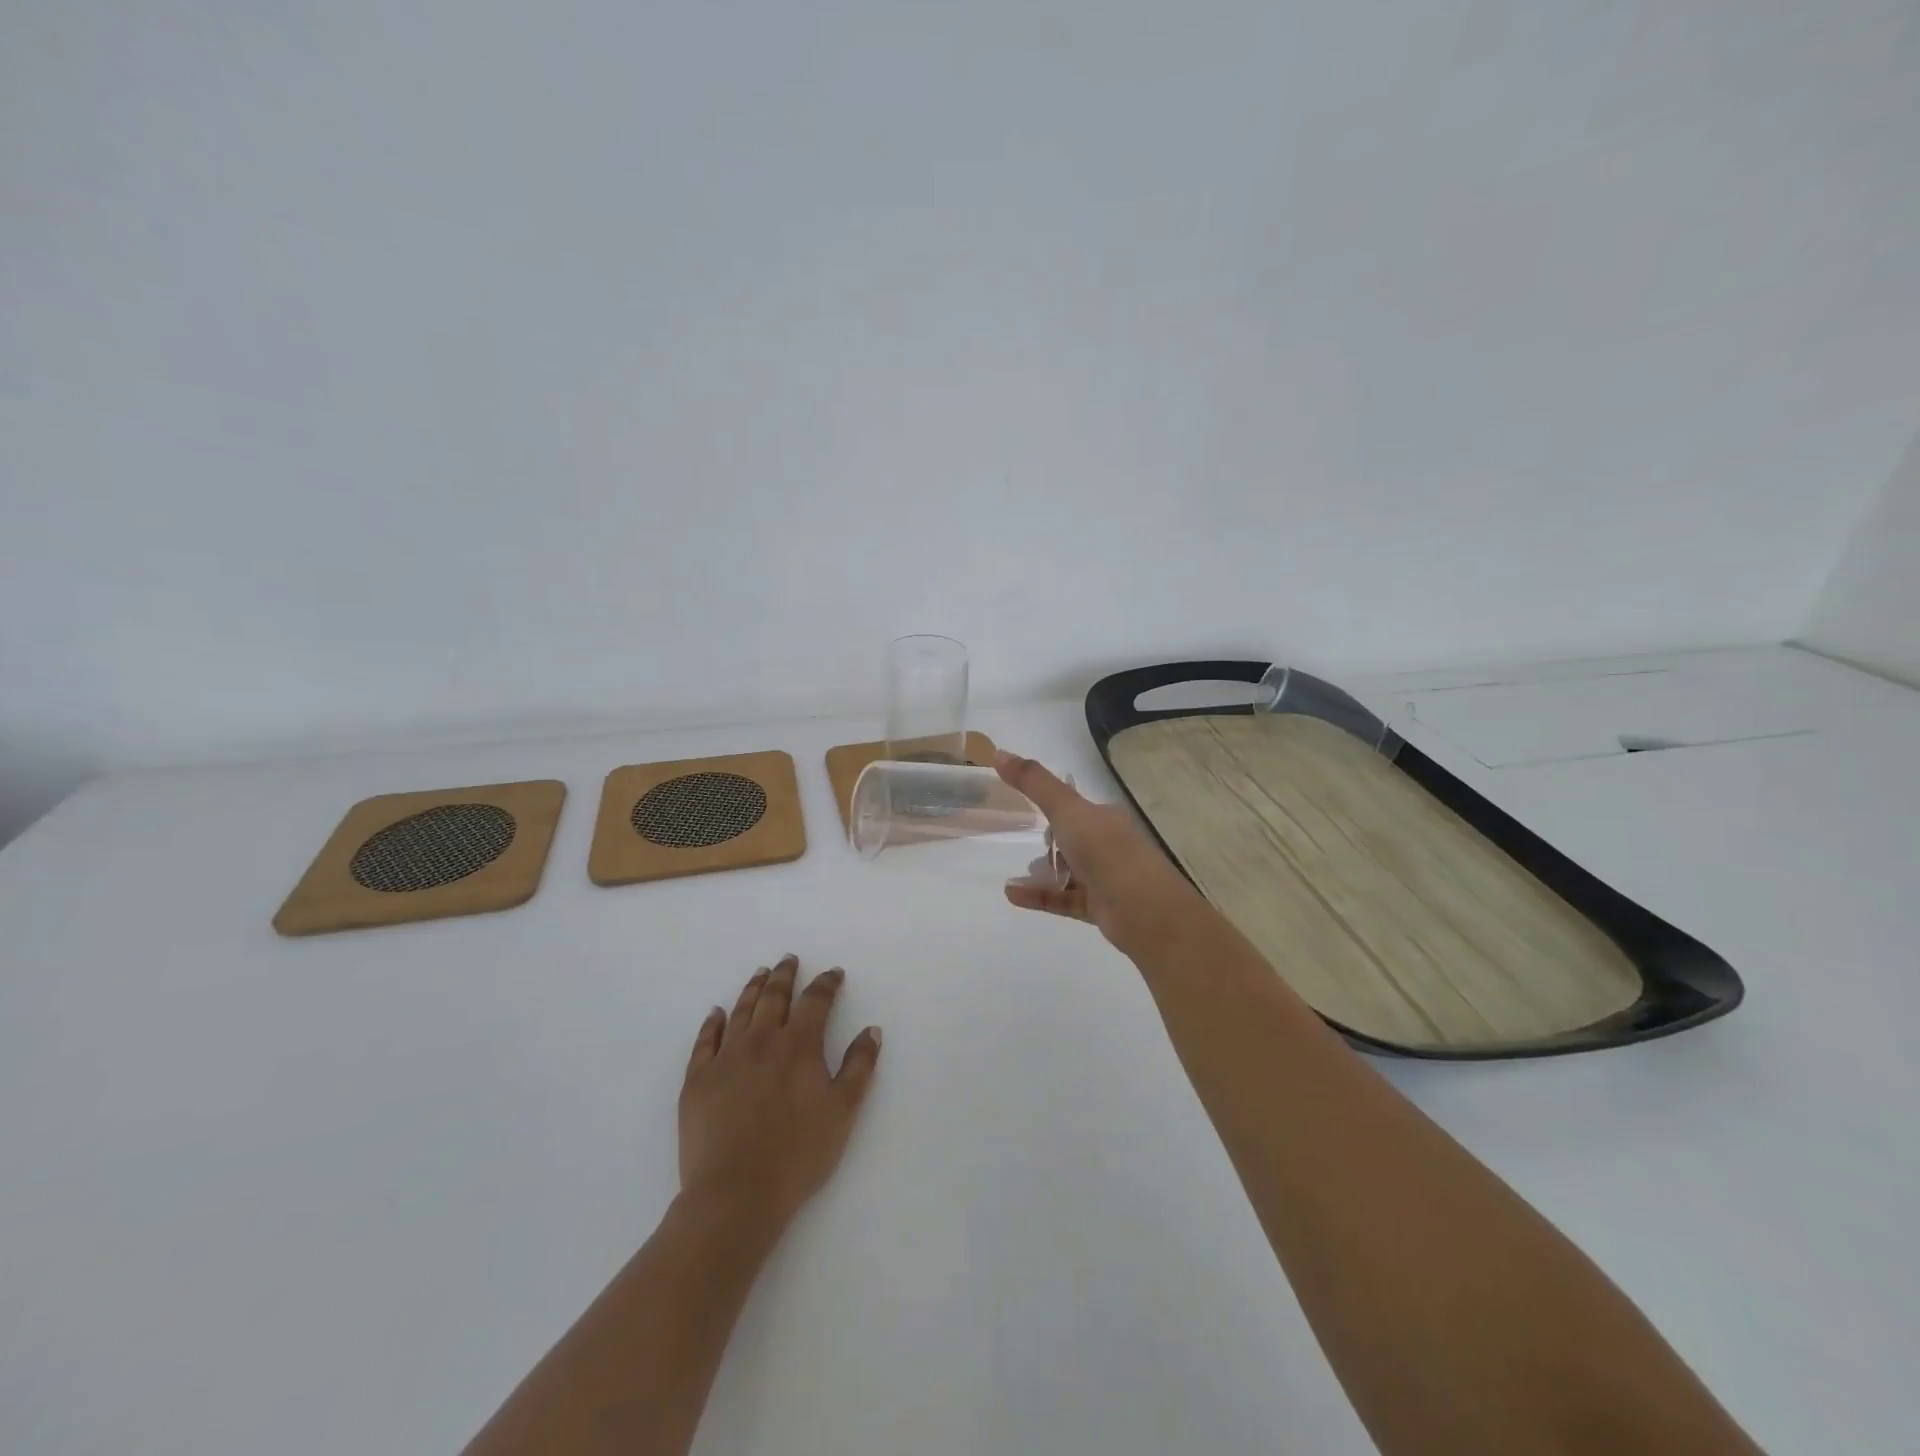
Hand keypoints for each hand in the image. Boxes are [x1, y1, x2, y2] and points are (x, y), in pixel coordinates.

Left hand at [678, 956, 881, 1230]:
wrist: (736, 1194)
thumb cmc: (797, 1155)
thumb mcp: (843, 1112)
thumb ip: (859, 1066)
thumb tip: (872, 1030)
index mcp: (799, 1045)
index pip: (815, 1001)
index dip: (826, 984)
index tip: (834, 974)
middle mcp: (761, 1041)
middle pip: (774, 997)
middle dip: (785, 976)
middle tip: (789, 960)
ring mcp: (726, 1058)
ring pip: (741, 1011)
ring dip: (753, 989)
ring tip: (760, 974)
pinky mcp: (697, 1081)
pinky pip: (705, 1041)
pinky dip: (712, 1023)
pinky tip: (716, 1013)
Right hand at [995, 749, 1208, 958]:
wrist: (1143, 910)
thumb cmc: (1105, 851)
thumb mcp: (1066, 809)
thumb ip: (1033, 783)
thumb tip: (999, 752)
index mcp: (1106, 818)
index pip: (1078, 809)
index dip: (1055, 809)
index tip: (1027, 811)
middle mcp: (1109, 846)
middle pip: (1073, 841)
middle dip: (1049, 843)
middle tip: (1024, 844)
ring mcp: (1106, 879)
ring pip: (1069, 872)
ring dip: (1042, 872)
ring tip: (1017, 875)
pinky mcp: (1099, 908)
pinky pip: (1063, 899)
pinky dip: (1039, 895)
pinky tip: (1012, 894)